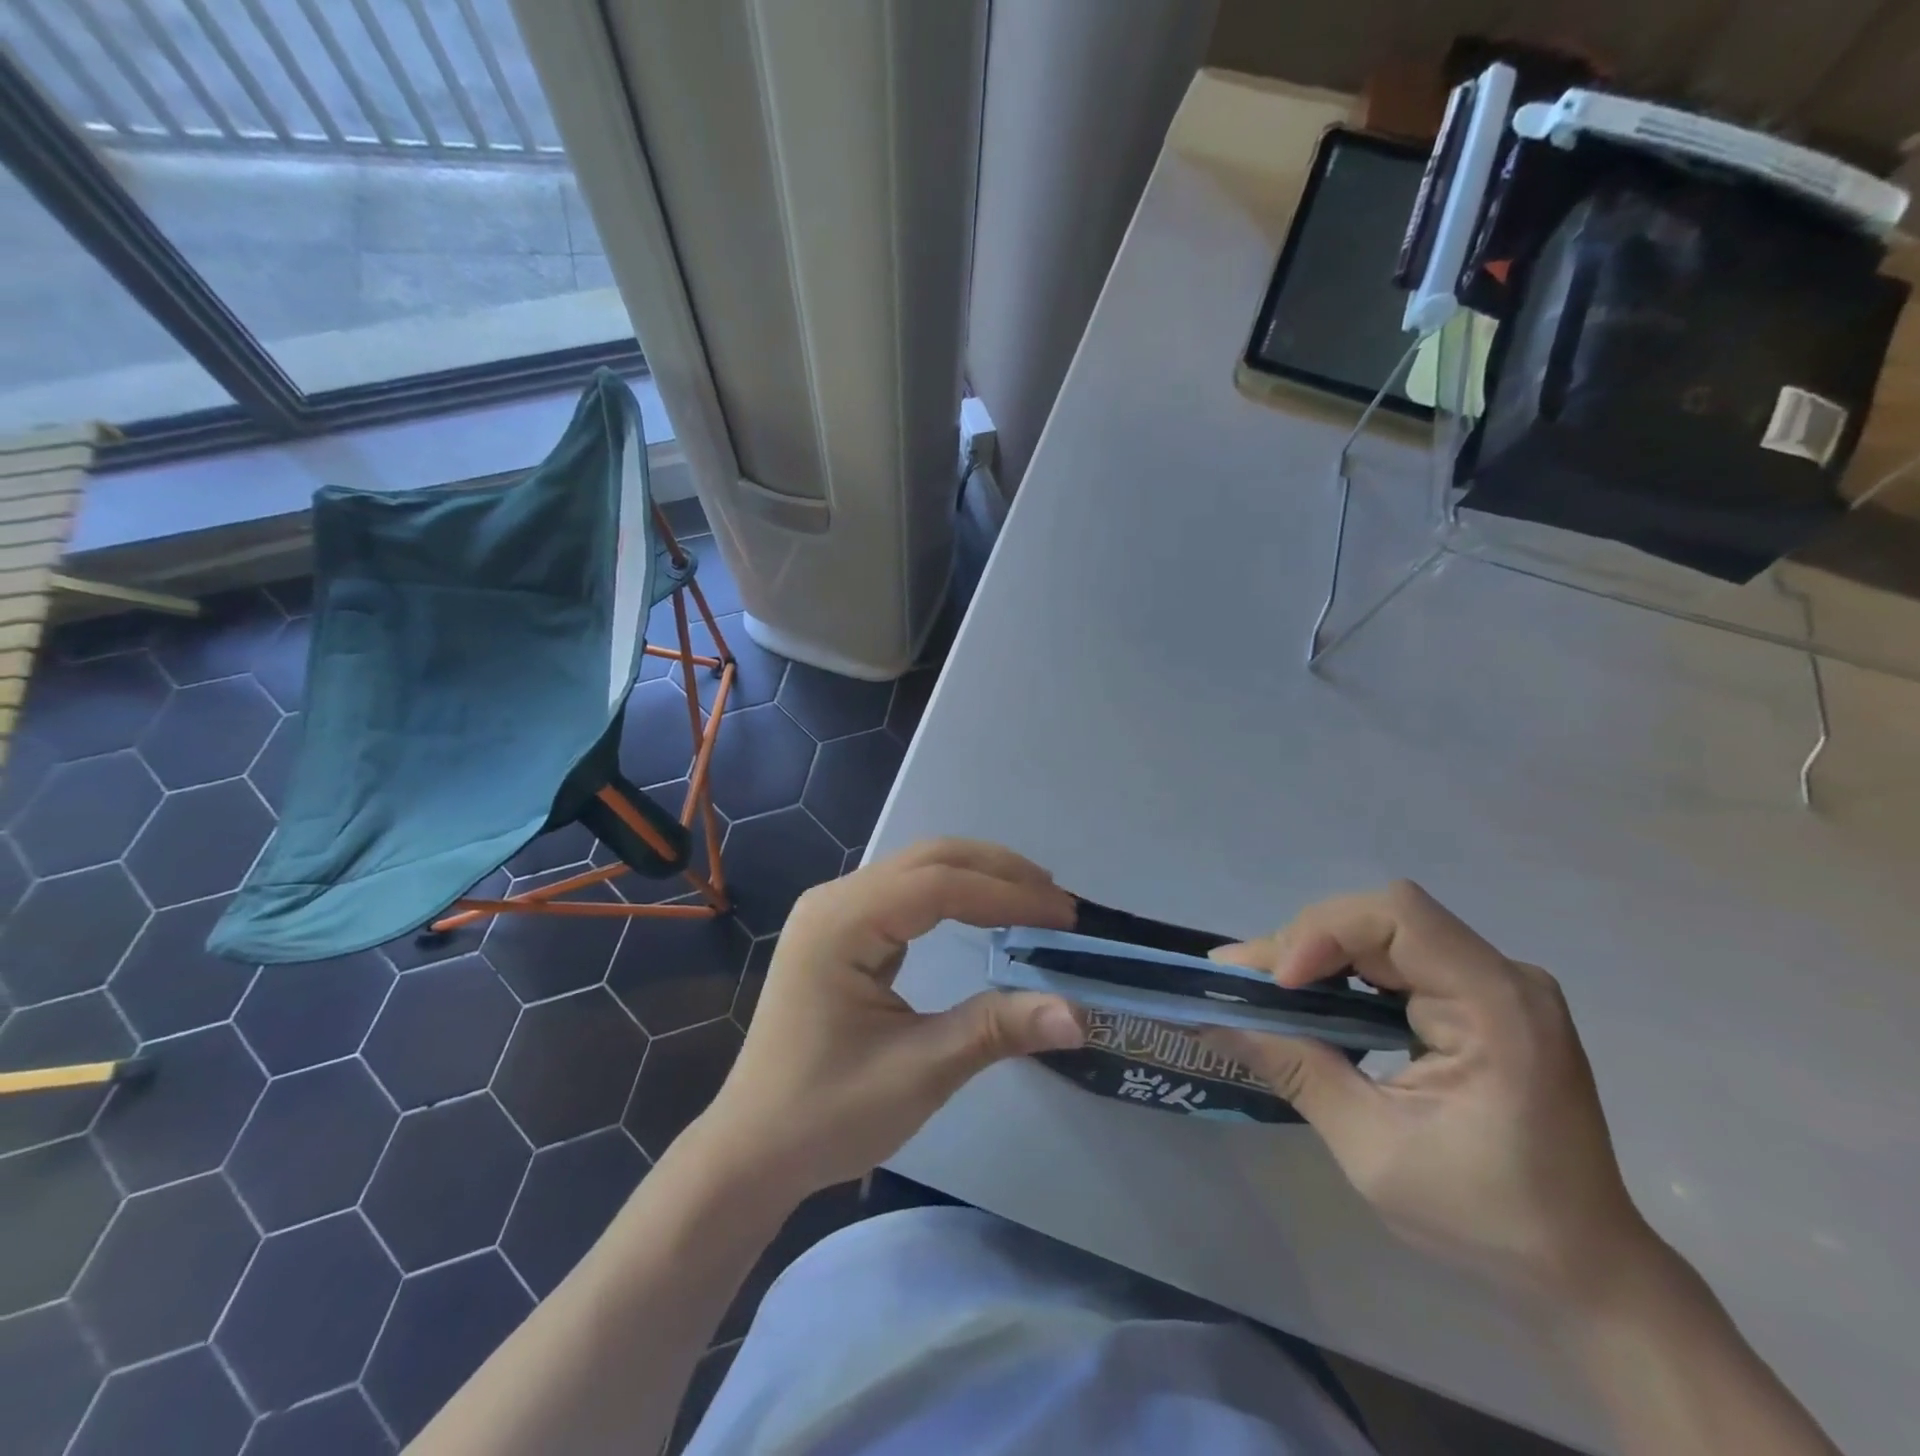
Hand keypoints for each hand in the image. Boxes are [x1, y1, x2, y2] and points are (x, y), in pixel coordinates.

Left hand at [700, 839, 1085, 1199]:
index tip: (1065, 916)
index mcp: (842, 922)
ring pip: (917, 869)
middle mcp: (834, 899)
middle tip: (1057, 902)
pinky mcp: (840, 931)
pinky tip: (984, 914)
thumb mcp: (920, 1071)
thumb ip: (997, 1030)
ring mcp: (833, 911)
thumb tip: (1079, 1015)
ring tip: (1033, 900)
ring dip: (977, 877)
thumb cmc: (827, 1113)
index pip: (939, 885)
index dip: (1007, 895)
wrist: (753, 1150)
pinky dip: (953, 895)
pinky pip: (904, 894)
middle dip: (997, 872)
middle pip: (928, 859)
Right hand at [1209, 881, 1659, 1305]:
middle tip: (1242, 980)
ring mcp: (1495, 983)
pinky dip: (1344, 971)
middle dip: (1306, 942)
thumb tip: (1218, 1021)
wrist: (1584, 1268)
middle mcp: (1503, 977)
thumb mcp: (1374, 1151)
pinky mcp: (1480, 997)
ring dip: (1318, 953)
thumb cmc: (1487, 1219)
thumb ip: (1297, 1072)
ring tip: (1263, 988)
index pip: (1400, 916)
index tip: (1280, 985)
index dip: (1326, 931)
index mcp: (1498, 1008)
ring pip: (1383, 931)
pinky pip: (1397, 958)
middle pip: (1383, 918)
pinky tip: (1311, 998)